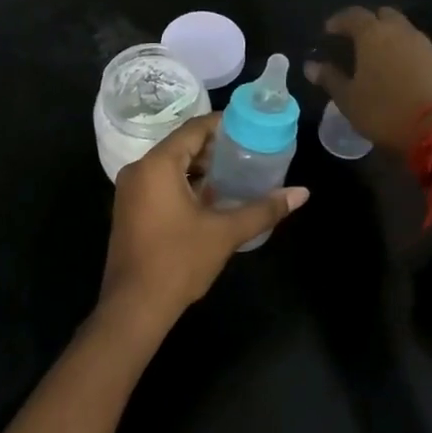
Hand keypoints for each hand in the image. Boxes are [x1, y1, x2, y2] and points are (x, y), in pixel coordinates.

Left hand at [99, 113, 308, 334]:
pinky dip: (185, 183)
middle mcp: (139, 169)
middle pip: (182, 145)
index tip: (250, 127)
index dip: (223, 124)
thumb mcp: (225, 233)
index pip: (194, 129)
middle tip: (249, 152)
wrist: (134, 307)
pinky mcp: (130, 209)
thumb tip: (302, 193)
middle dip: (215, 148)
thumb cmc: (178, 262)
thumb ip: (263, 209)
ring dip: (201, 167)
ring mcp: (130, 190)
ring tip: (236, 173)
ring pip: (170, 165)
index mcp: (158, 165)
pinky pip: (160, 182)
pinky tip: (211, 198)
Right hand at [304, 7, 431, 156]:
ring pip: (403, 29)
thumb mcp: (349, 99)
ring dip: (389, 37)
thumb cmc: (384, 111)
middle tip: (355, 40)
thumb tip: (311, 66)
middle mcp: (400, 31)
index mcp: (373, 34)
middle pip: (383, 15)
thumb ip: (330, 78)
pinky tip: (399, 72)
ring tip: (377, 58)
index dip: (339, 21)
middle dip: (368, 23)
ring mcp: (424, 45)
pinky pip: (417, 47)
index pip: (353, 15)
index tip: (328, 32)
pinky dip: (405, 52)